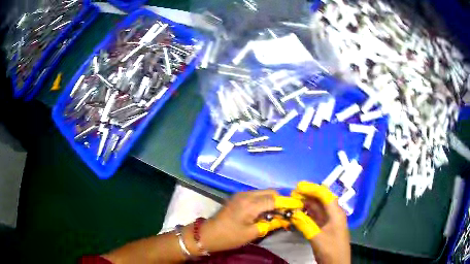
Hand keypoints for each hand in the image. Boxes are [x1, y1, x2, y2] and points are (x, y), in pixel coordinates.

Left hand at [200, 190, 303, 252]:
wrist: (208, 234)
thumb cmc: (229, 236)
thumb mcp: (252, 233)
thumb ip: (270, 224)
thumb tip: (284, 219)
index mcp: (250, 204)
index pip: (274, 199)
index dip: (288, 203)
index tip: (299, 205)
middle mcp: (246, 195)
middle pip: (270, 192)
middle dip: (281, 200)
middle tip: (288, 211)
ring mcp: (241, 195)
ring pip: (263, 193)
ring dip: (273, 200)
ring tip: (279, 212)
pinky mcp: (238, 197)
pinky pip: (256, 196)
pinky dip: (264, 201)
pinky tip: (267, 211)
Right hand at [290, 182, 350, 263]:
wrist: (337, 263)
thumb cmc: (330, 250)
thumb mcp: (317, 238)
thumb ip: (305, 225)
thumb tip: (292, 213)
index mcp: (336, 213)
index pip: (324, 195)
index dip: (311, 189)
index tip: (297, 187)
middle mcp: (334, 213)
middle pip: (321, 199)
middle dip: (308, 195)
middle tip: (292, 194)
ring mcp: (330, 220)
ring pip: (318, 208)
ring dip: (307, 204)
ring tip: (293, 201)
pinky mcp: (325, 227)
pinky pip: (316, 216)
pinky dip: (307, 213)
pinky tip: (298, 212)